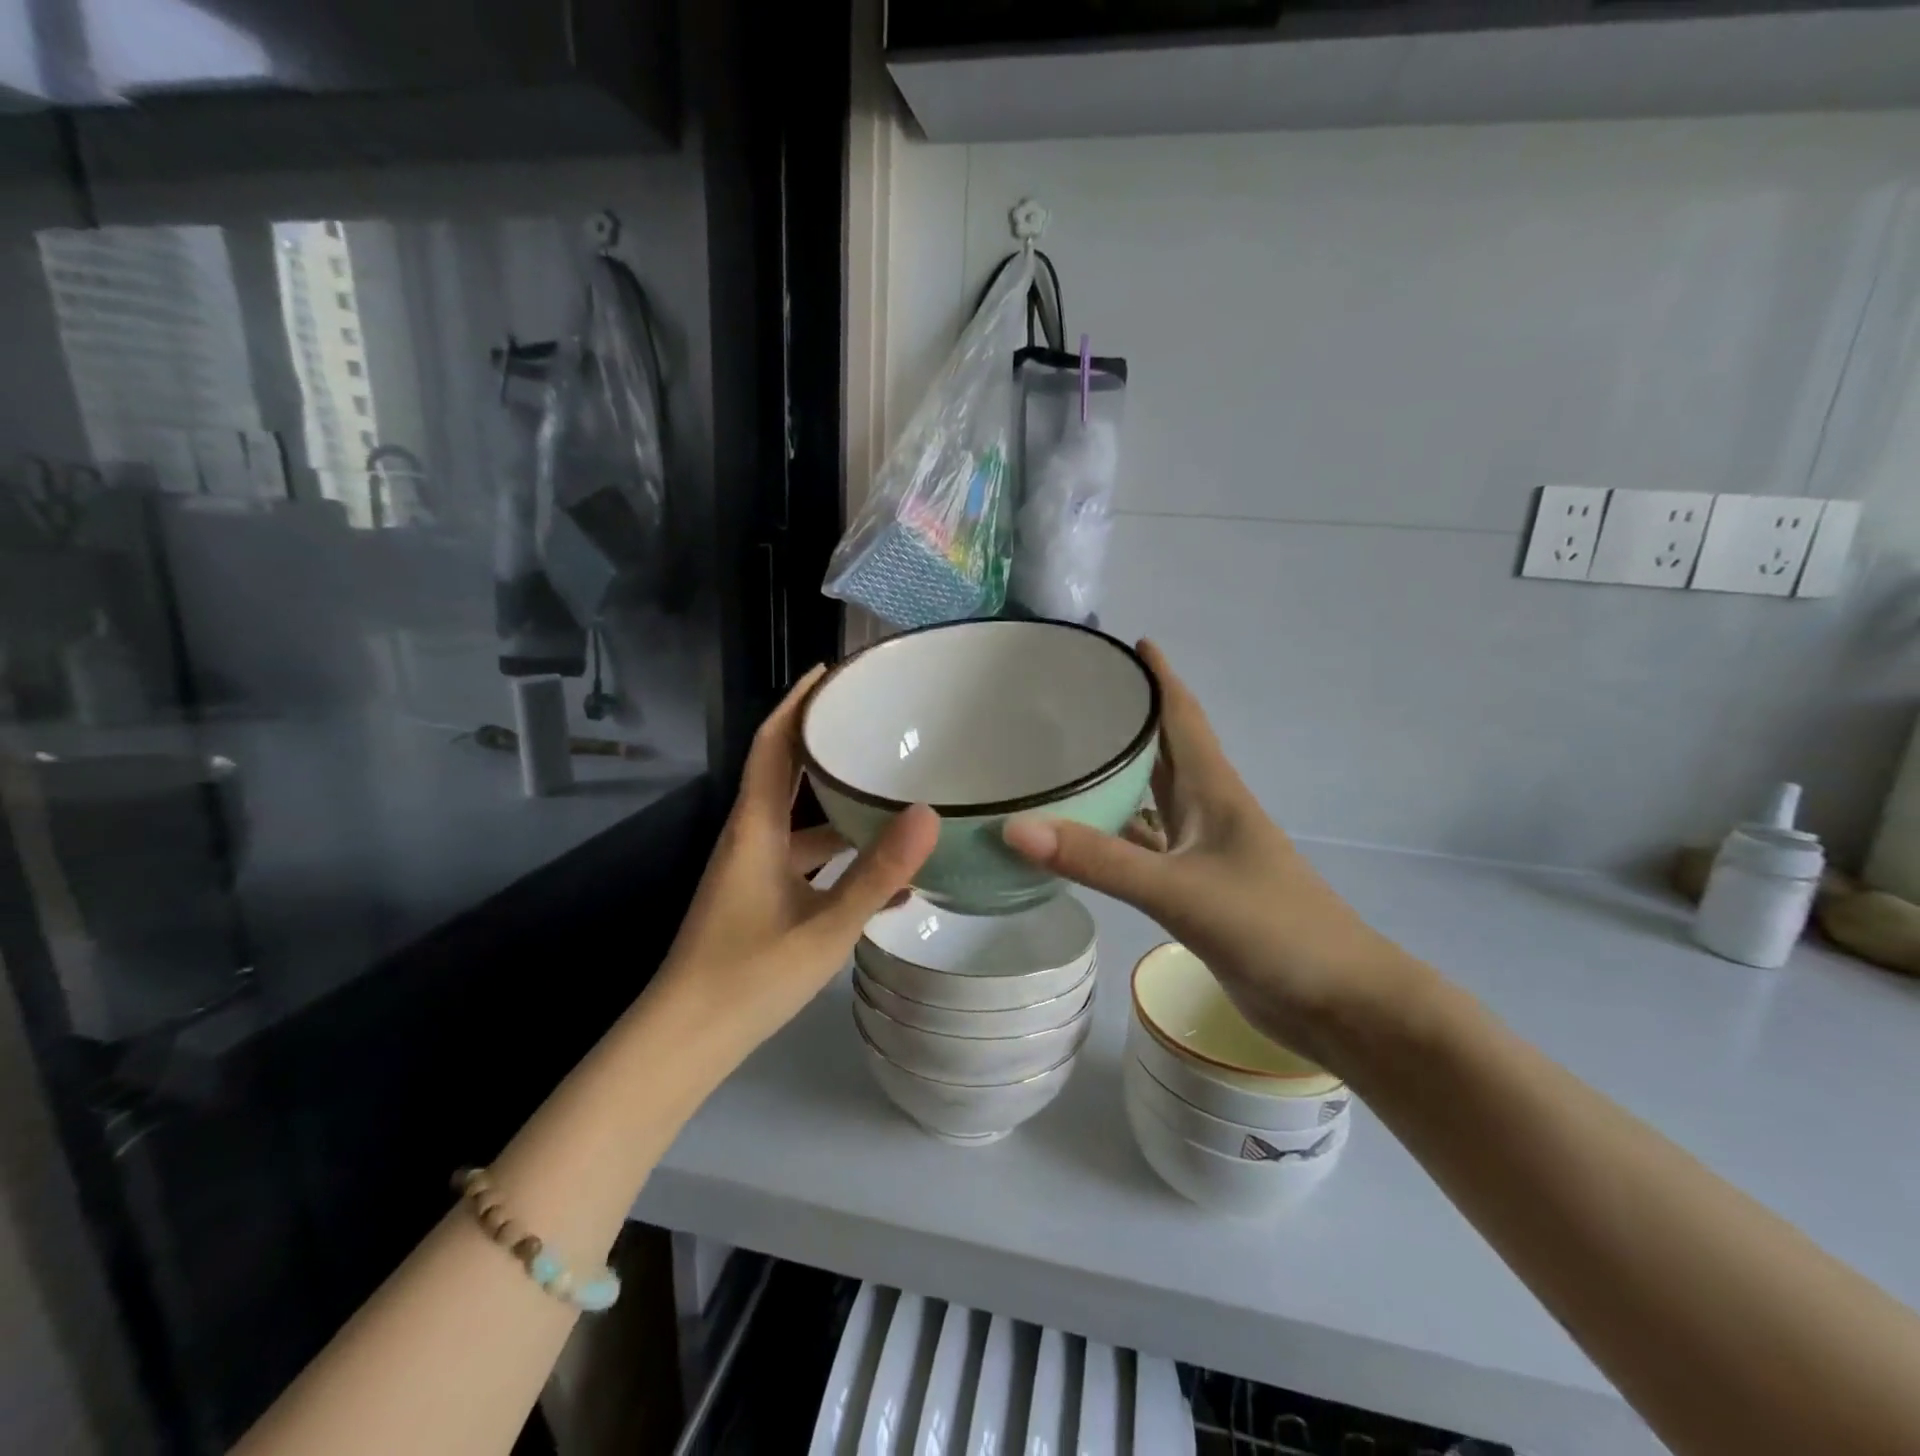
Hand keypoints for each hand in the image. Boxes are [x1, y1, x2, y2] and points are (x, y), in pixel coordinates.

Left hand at [658, 666, 938, 1049]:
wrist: (686, 1042)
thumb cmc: (749, 977)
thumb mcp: (825, 926)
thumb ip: (877, 873)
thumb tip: (928, 814)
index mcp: (755, 829)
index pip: (771, 745)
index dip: (797, 704)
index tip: (831, 672)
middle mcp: (751, 839)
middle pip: (786, 774)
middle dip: (824, 744)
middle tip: (875, 724)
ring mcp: (754, 871)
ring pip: (802, 823)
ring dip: (840, 807)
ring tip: (895, 793)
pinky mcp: (761, 900)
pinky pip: (807, 863)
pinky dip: (840, 859)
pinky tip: (889, 880)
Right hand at [1002, 641, 1413, 1066]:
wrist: (1337, 1003)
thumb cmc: (1272, 928)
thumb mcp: (1180, 890)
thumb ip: (1100, 861)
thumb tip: (1015, 828)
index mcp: (1213, 791)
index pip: (1182, 716)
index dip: (1159, 677)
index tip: (1129, 642)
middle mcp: (1207, 811)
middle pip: (1162, 751)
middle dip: (1127, 720)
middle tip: (1071, 699)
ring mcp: (1202, 853)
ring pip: (1150, 801)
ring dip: (1116, 779)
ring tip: (1061, 761)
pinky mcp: (1195, 891)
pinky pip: (1144, 849)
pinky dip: (1114, 838)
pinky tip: (1078, 840)